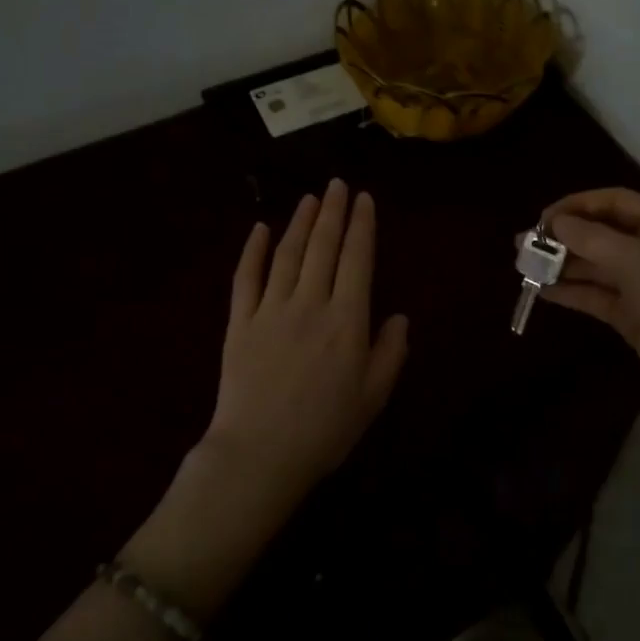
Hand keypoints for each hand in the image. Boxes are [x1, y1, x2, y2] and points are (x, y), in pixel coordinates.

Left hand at [205, 180, 408, 504]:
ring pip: (287, 254)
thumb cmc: (324, 430)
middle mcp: (310, 304)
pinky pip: (245, 277)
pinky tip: (260, 228)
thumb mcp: (372, 398)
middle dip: (333, 212)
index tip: (364, 199)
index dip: (362, 226)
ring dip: (300, 222)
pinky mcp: (240, 322)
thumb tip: (400, 317)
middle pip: (322, 247)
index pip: (357, 260)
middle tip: (338, 185)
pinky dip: (253, 250)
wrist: (259, 456)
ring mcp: (270, 310)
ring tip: (311, 198)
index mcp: (346, 321)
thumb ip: (390, 353)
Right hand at [536, 187, 639, 416]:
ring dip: (562, 264)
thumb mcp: (636, 262)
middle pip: (600, 232)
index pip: (613, 201)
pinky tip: (543, 291)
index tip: (541, 219)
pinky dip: (571, 291)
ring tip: (524, 266)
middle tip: (522, 244)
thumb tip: (555, 223)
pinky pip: (596, 295)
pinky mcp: (633, 315)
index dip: (576, 205)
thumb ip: (592, 238)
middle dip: (563, 236)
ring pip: (595, 265)